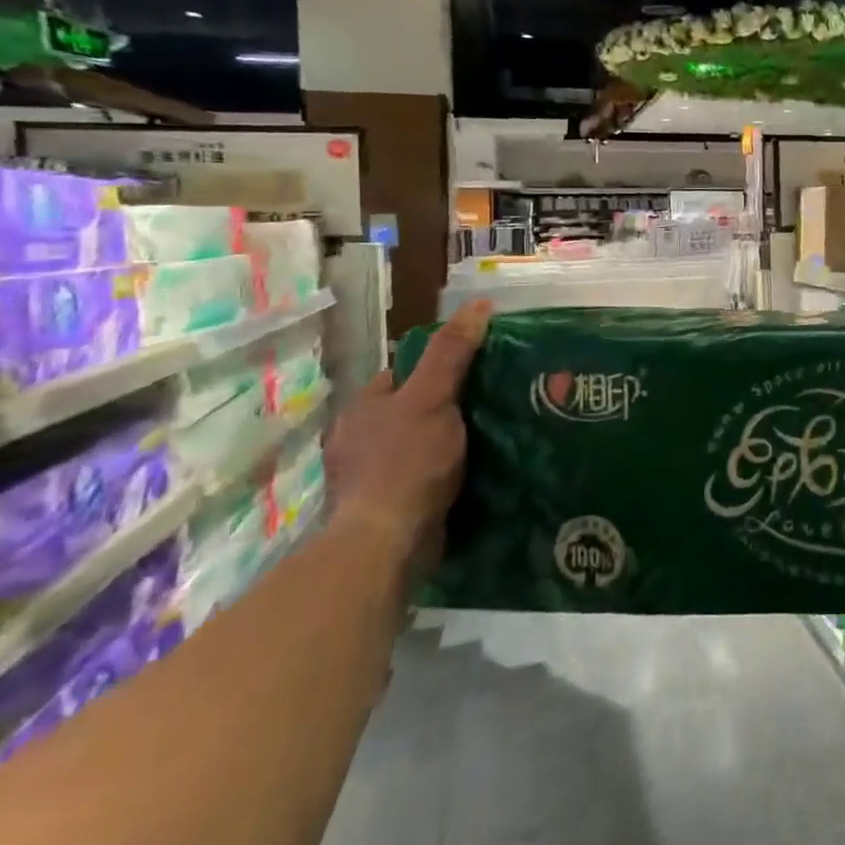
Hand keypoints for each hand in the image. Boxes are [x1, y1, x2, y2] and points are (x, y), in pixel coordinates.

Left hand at [324, 300, 490, 569]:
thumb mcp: (433, 397)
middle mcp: (357, 439)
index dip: (436, 370)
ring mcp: (366, 477)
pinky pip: (417, 480)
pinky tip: (468, 477)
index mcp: (362, 408)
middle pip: (408, 411)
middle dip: (441, 409)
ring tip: (486, 442)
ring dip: (442, 445)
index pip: (402, 375)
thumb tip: (479, 303)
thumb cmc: (406, 461)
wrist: (386, 541)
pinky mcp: (383, 509)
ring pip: (414, 446)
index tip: (475, 373)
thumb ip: (452, 352)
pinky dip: (439, 477)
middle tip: (488, 407)